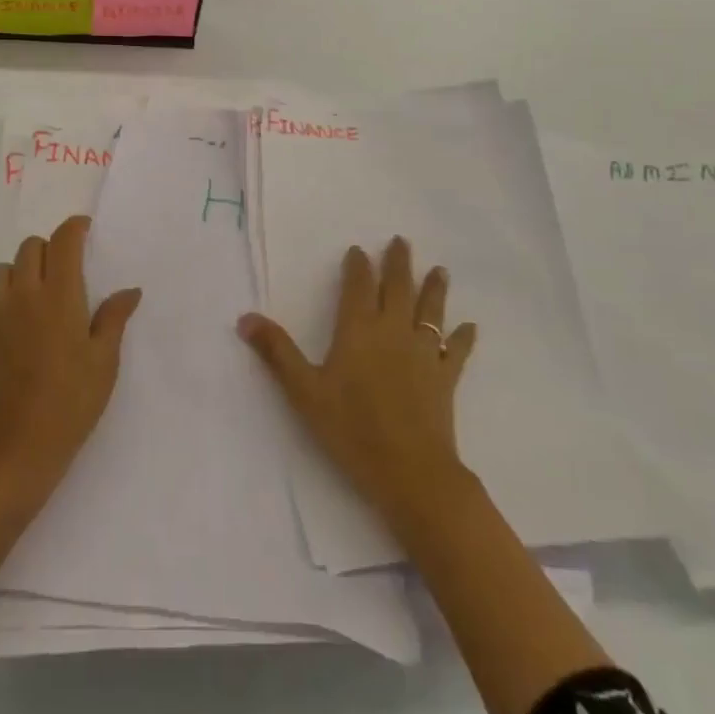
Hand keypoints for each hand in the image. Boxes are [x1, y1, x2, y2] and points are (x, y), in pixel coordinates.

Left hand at [0, 216, 141, 505]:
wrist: (21, 446)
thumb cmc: (73, 401)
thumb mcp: (105, 360)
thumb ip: (114, 318)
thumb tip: (130, 290)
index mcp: (60, 295)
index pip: (63, 242)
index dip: (74, 228)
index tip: (84, 230)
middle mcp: (24, 294)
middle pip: (30, 248)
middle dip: (48, 251)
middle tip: (64, 273)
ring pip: (0, 271)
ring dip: (17, 274)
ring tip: (33, 296)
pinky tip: (2, 322)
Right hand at [239, 237, 476, 530]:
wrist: (410, 471)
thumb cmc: (352, 429)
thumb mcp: (304, 391)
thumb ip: (277, 352)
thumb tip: (245, 317)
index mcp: (358, 329)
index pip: (358, 286)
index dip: (358, 266)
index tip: (358, 250)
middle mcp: (393, 331)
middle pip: (398, 288)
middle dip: (398, 263)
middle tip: (401, 241)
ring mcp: (423, 353)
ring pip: (430, 311)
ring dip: (434, 288)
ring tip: (440, 270)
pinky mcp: (444, 377)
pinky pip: (455, 350)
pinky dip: (462, 337)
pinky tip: (469, 328)